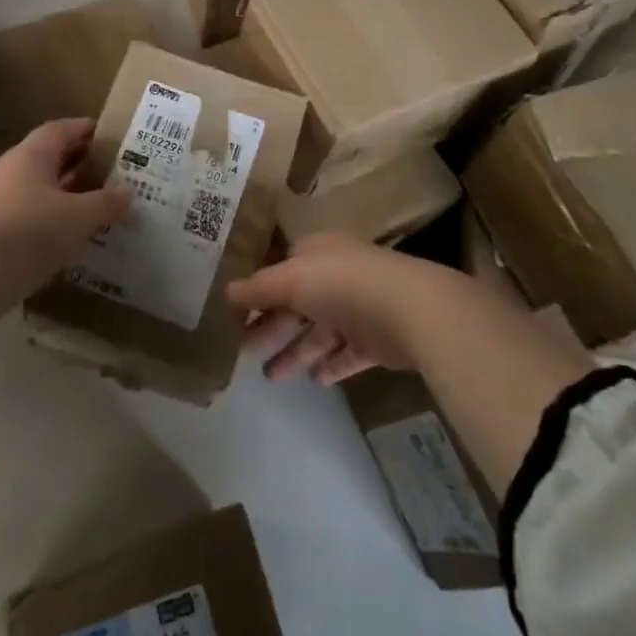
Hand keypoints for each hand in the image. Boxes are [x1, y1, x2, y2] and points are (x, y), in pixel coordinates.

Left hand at [0, 119, 129, 326]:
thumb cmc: (31, 232)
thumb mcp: (79, 217)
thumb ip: (106, 203)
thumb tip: (128, 192)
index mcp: (31, 156)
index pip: (60, 129)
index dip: (84, 128)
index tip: (109, 135)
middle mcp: (12, 170)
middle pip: (50, 157)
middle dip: (80, 161)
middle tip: (111, 170)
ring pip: (41, 187)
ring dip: (68, 192)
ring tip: (98, 203)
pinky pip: (31, 213)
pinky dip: (54, 217)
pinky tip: (73, 233)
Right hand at [229, 233, 472, 384]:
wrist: (408, 310)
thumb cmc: (342, 283)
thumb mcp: (289, 279)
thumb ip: (258, 288)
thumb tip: (226, 291)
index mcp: (317, 254)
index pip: (281, 269)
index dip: (258, 289)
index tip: (234, 312)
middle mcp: (337, 278)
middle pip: (296, 304)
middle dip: (270, 327)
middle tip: (242, 350)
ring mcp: (358, 309)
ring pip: (319, 333)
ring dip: (295, 352)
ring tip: (270, 377)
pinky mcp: (376, 341)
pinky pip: (346, 354)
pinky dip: (330, 365)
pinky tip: (314, 381)